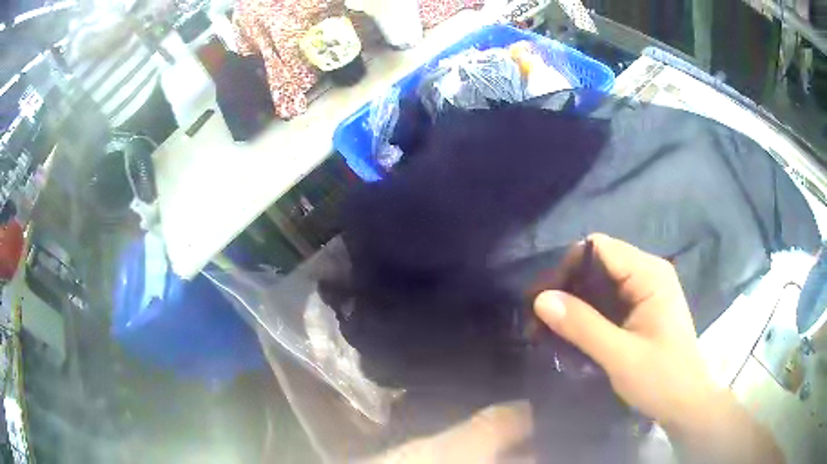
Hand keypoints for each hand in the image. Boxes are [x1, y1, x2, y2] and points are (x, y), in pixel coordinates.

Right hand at [533, 233, 711, 428]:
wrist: (686, 403)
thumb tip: (541, 298)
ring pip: (601, 281)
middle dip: (568, 286)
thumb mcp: (620, 356)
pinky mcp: (642, 307)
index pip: (599, 248)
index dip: (569, 267)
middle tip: (541, 319)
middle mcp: (649, 272)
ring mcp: (647, 289)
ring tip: (550, 327)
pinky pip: (609, 298)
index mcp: (650, 274)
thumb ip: (583, 326)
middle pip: (599, 262)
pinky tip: (573, 331)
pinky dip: (588, 312)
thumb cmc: (661, 379)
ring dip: (575, 301)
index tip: (544, 299)